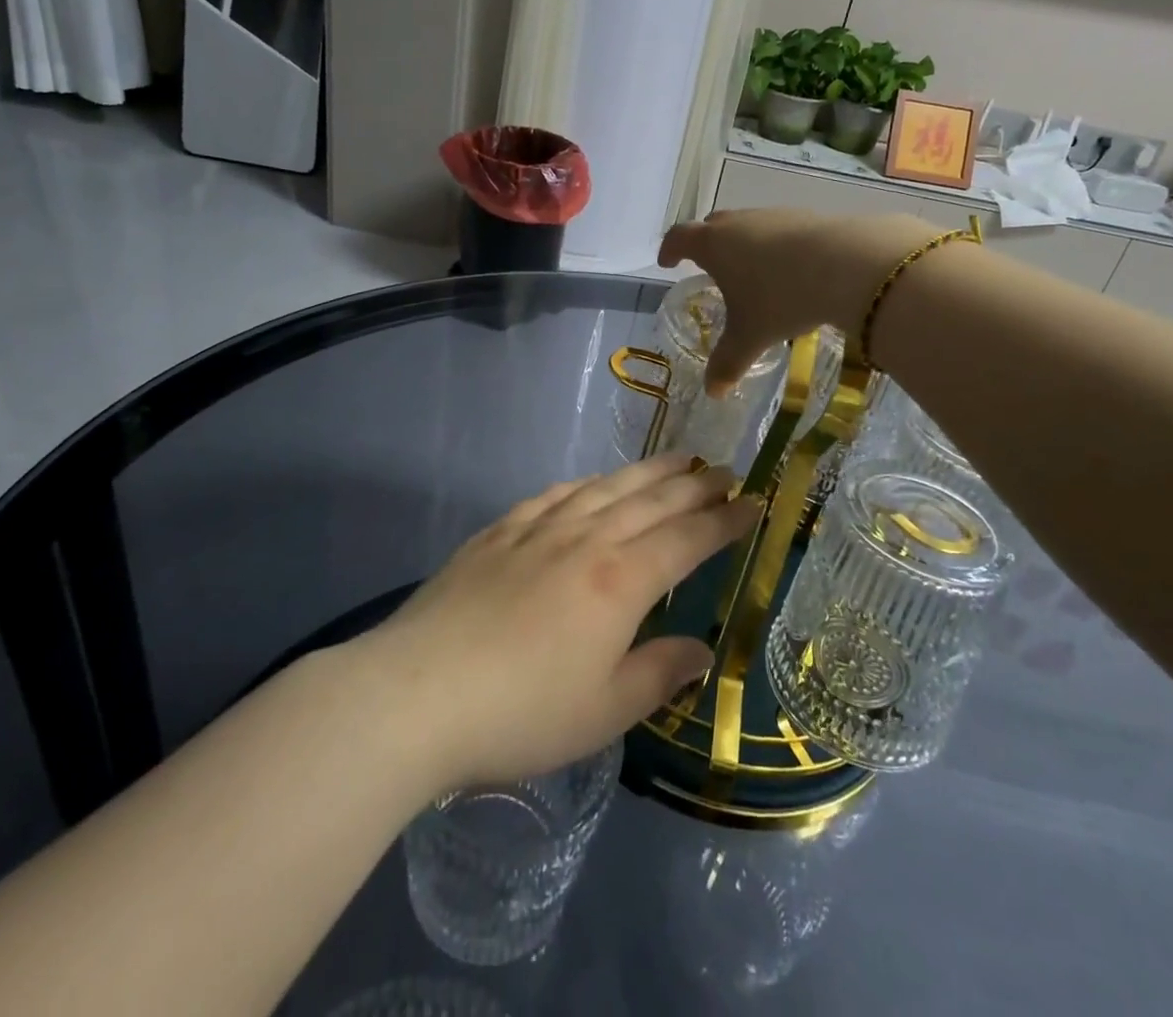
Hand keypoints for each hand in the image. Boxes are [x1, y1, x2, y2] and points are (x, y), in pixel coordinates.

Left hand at [355, 455, 762, 790]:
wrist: (418, 692)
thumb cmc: (522, 712)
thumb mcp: (605, 711)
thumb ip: (658, 674)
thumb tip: (699, 650)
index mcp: (619, 581)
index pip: (686, 539)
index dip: (724, 520)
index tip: (753, 503)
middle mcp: (585, 540)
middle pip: (650, 501)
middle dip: (693, 485)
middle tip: (723, 470)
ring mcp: (537, 529)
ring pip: (605, 488)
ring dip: (645, 472)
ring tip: (674, 459)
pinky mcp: (497, 533)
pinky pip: (553, 495)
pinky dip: (584, 483)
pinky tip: (590, 483)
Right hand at [658, 209, 940, 389]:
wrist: (848, 264)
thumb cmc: (781, 298)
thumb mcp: (751, 336)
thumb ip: (728, 362)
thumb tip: (713, 392)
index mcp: (714, 245)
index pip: (680, 238)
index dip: (670, 249)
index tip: (668, 262)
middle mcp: (739, 223)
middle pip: (712, 225)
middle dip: (706, 244)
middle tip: (708, 266)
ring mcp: (774, 216)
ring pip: (749, 225)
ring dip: (743, 244)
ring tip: (752, 271)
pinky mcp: (807, 217)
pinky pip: (780, 229)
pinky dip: (775, 246)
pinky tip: (791, 269)